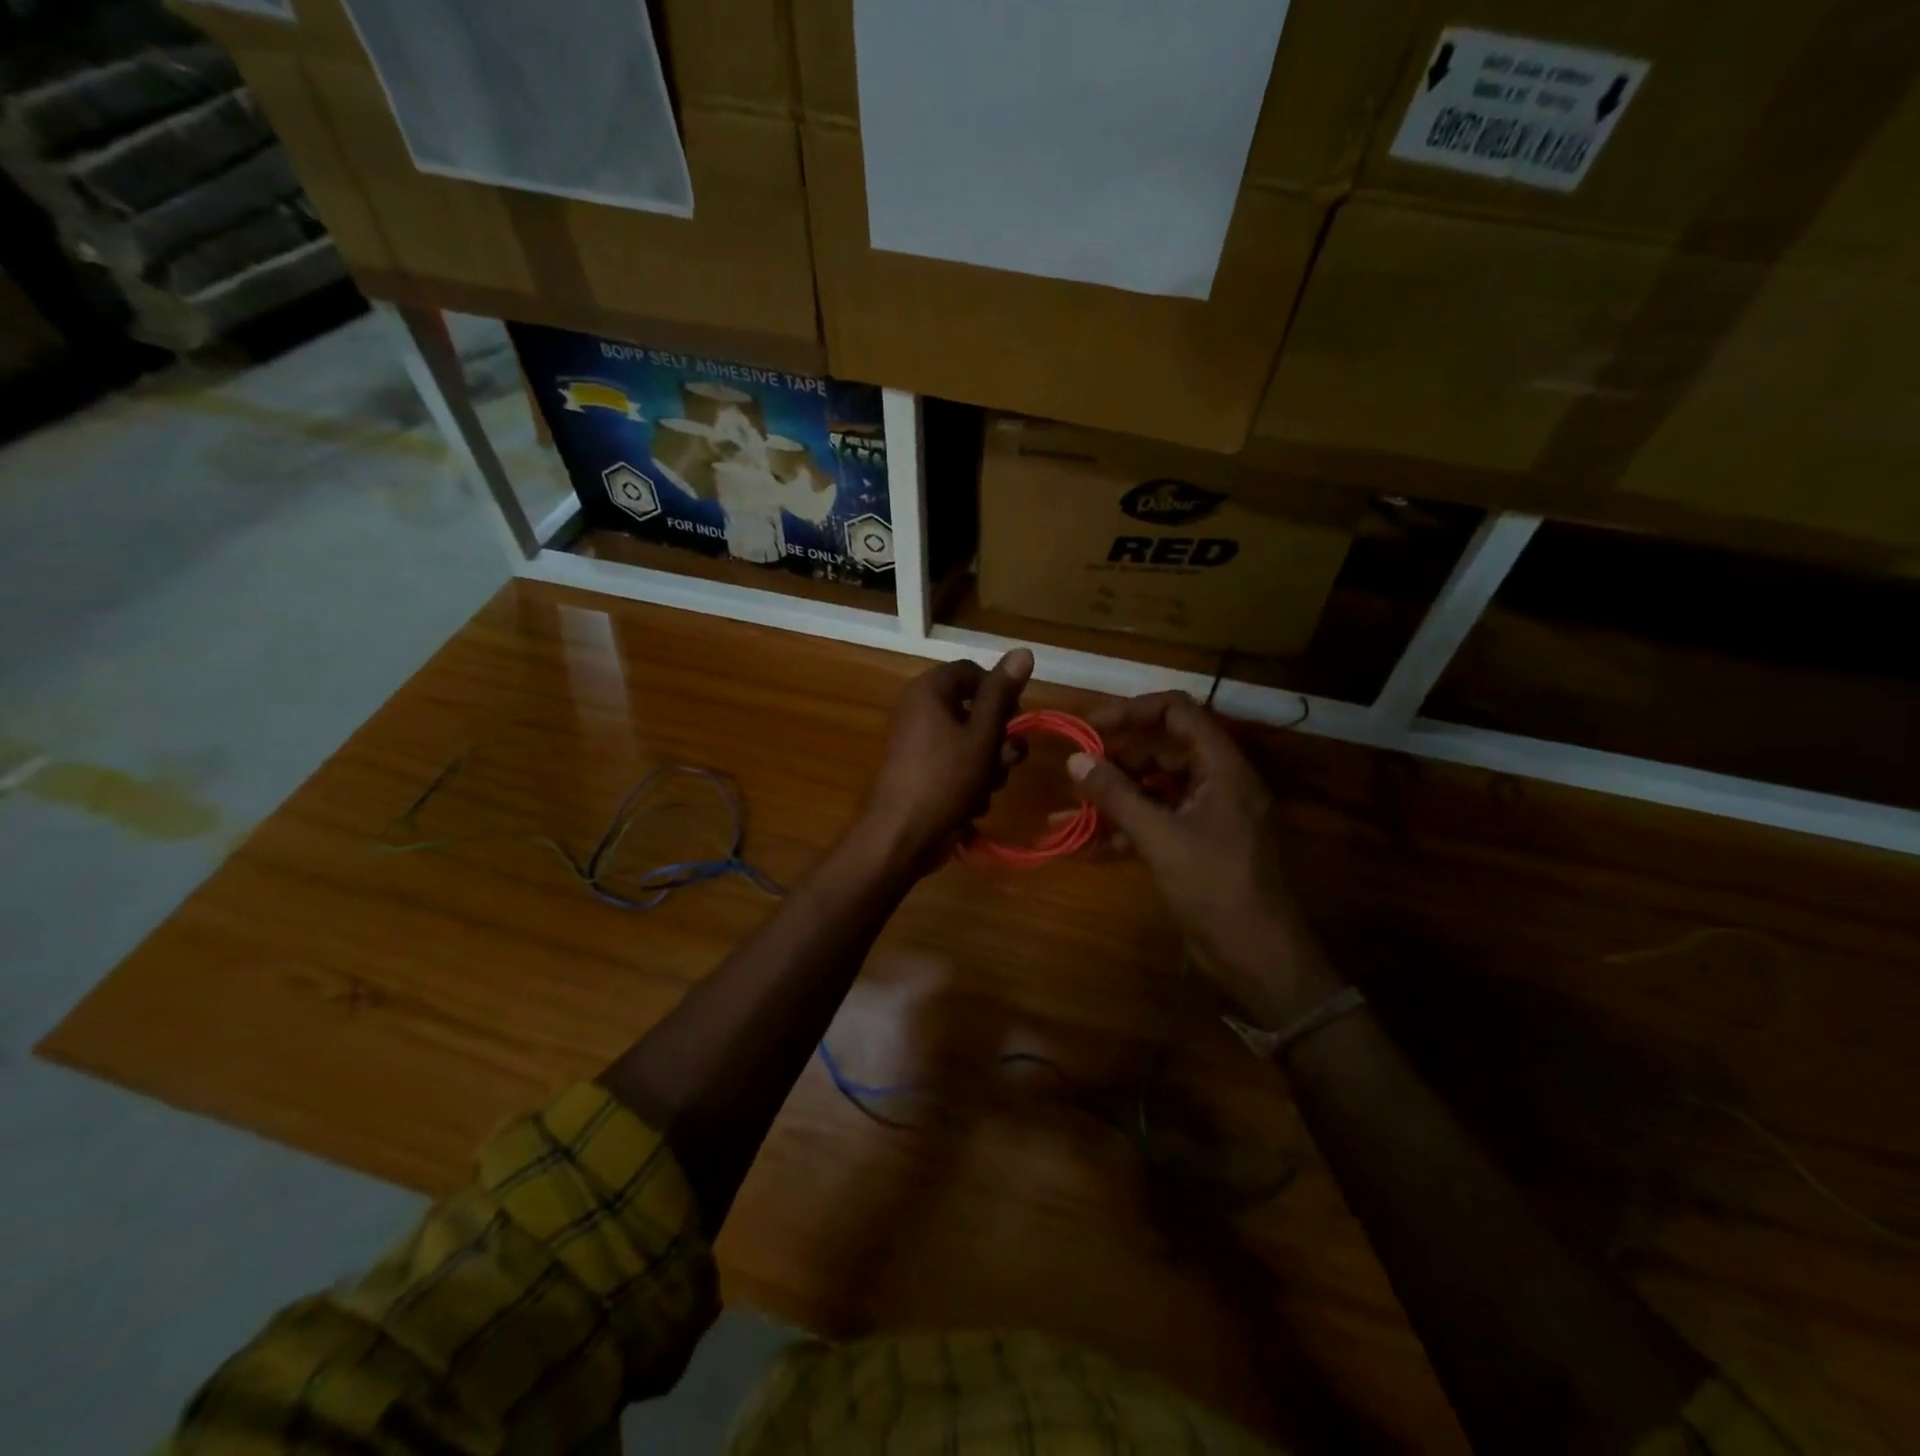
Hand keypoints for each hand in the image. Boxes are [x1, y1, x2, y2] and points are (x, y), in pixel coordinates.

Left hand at [861, 649, 1032, 872]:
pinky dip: (969, 782)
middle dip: (998, 739)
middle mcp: (920, 710)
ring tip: (986, 788)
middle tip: (1006, 760)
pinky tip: (971, 805)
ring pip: (971, 743)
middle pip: (974, 710)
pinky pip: (956, 766)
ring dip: (989, 766)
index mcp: (929, 691)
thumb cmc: (945, 779)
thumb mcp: (982, 734)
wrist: (902, 836)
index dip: (999, 692)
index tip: (1017, 717)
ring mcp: (919, 743)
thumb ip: (1002, 694)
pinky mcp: (922, 772)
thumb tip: (1023, 650)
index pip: (972, 672)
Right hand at [1070, 691, 1341, 1026]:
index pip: (1178, 713)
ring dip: (1114, 797)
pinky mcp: (1195, 845)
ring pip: (1154, 788)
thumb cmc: (1215, 887)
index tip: (1091, 726)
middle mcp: (1217, 783)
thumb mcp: (1160, 837)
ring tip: (1070, 808)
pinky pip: (1154, 822)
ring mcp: (1206, 815)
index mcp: (1222, 768)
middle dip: (1116, 758)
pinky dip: (1122, 829)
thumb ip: (1116, 795)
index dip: (1133, 711)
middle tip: (1076, 769)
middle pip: (1162, 750)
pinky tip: (1084, 845)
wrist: (1257, 956)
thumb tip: (1075, 759)